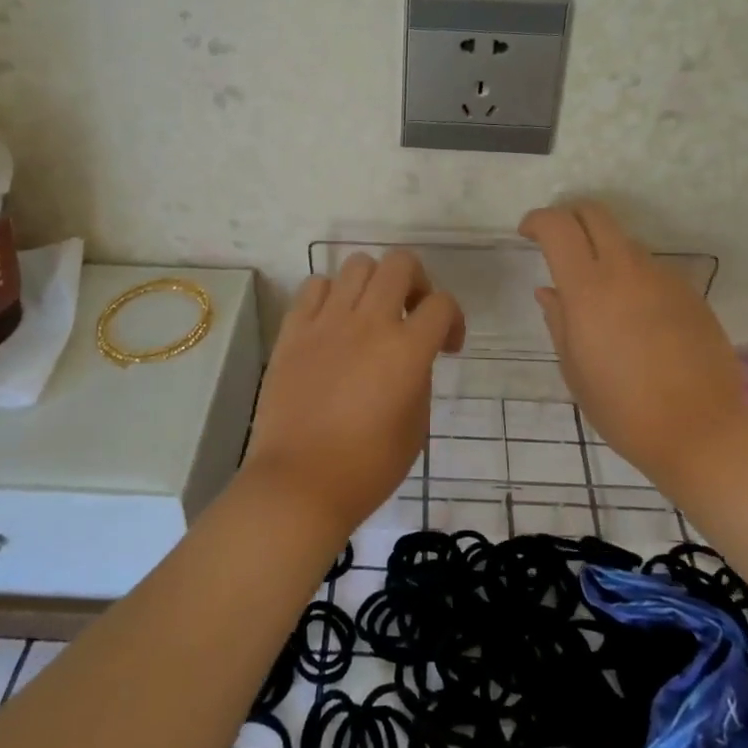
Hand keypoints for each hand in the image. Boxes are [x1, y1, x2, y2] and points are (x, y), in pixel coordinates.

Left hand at [242, 251, 464, 538]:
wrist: (299, 485)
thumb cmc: (367, 468)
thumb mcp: (416, 428)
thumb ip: (420, 379)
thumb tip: (412, 357)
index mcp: (406, 351)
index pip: (441, 304)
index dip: (453, 319)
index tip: (447, 346)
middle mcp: (369, 323)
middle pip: (400, 263)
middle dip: (417, 281)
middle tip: (411, 312)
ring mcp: (327, 322)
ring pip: (357, 264)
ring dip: (374, 283)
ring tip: (370, 313)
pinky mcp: (293, 330)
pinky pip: (315, 286)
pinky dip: (331, 294)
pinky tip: (333, 322)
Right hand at [520, 201, 747, 483]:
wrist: (704, 430)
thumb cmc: (624, 409)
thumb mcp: (575, 370)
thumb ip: (559, 321)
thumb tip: (549, 292)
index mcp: (588, 289)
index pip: (558, 227)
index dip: (537, 220)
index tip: (527, 233)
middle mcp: (626, 270)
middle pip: (595, 214)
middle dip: (570, 217)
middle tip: (557, 242)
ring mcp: (663, 278)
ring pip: (625, 241)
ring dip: (603, 250)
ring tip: (597, 291)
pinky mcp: (689, 292)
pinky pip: (651, 269)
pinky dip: (632, 276)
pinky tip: (633, 316)